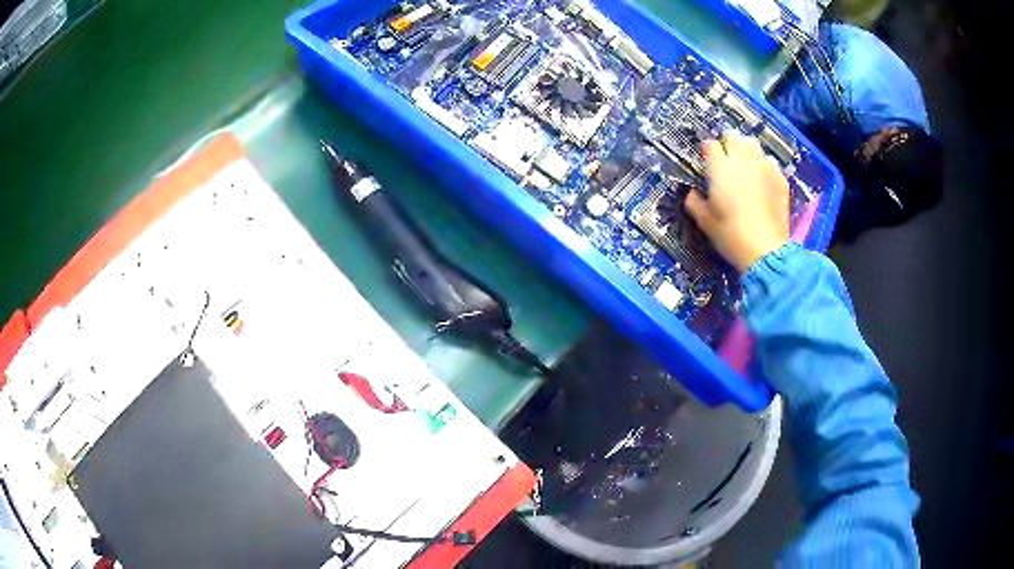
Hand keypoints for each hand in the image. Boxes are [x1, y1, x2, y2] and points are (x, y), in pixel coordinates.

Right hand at [685, 131, 789, 272]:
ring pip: (753, 145)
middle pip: (733, 137)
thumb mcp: (706, 223)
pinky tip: (761, 178)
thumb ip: (695, 203)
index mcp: (721, 169)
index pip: (710, 145)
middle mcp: (743, 161)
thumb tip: (692, 193)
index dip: (706, 151)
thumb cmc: (731, 236)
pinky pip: (770, 162)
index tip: (705, 161)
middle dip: (727, 145)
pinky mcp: (780, 179)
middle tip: (725, 160)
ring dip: (746, 150)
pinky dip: (763, 165)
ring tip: (743, 165)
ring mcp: (764, 168)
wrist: (766, 251)